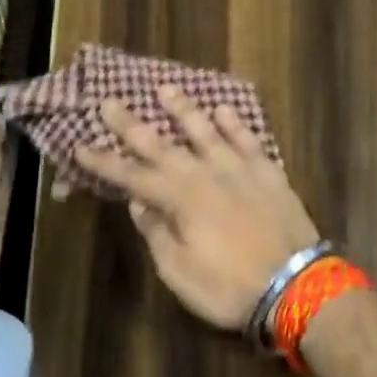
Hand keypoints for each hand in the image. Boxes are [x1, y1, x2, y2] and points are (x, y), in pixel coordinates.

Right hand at [74, 87, 319, 330]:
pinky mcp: (269, 173)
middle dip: (132, 125)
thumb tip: (139, 202)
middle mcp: (205, 174)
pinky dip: (235, 123)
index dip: (104, 162)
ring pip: (206, 131)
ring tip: (166, 89)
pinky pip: (248, 140)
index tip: (80, 146)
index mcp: (179, 199)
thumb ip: (157, 232)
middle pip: (162, 145)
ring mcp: (239, 170)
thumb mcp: (179, 271)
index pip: (132, 176)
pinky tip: (224, 110)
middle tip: (110, 102)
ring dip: (184, 110)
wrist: (296, 286)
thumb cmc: (229, 287)